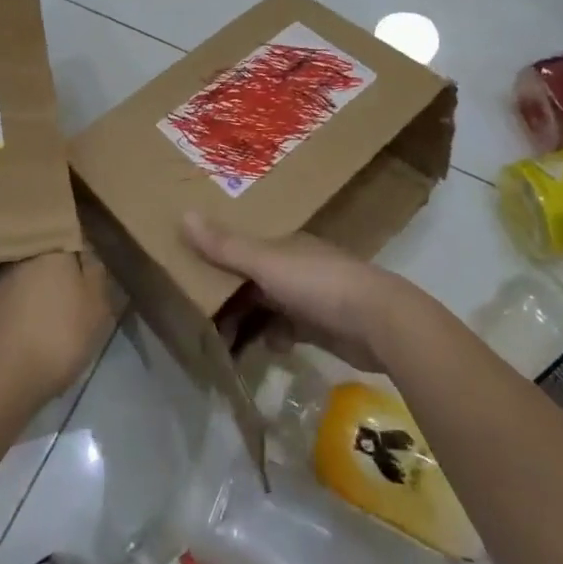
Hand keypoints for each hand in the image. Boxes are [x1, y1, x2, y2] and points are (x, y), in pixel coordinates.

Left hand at [0, 252, 112, 406]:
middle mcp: (19, 256)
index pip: (69, 239)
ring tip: (40, 321)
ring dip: (29, 294)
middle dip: (52, 275)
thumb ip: (96, 274)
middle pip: (43, 259)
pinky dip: (10, 315)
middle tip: (66, 300)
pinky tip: (18, 337)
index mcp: (52, 249)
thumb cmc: (59, 336)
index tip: (85, 274)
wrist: (1, 379)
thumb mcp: (97, 307)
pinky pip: (2, 304)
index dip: (78, 257)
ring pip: (19, 280)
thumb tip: (88, 254)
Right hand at [182, 212, 409, 372]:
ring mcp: (309, 296)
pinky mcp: (321, 326)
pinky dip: (272, 338)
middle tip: (201, 323)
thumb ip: (226, 246)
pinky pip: (285, 329)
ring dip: (247, 322)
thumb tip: (184, 214)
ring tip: (224, 344)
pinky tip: (265, 349)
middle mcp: (295, 265)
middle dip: (228, 299)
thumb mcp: (267, 263)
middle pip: (251, 280)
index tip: (190, 282)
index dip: (215, 264)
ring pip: (267, 306)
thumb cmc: (319, 283)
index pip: (240, 250)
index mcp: (282, 245)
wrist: (379, 322)